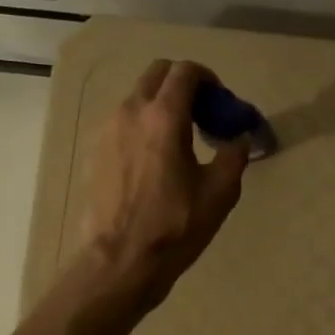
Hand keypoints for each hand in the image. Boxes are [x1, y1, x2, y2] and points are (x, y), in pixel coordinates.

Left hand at [82, 58, 249, 304]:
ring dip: (161, 107)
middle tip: (202, 116)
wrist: (119, 262)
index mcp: (163, 116)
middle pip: (157, 75)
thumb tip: (238, 140)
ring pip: (137, 99)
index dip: (208, 79)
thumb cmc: (175, 227)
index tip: (220, 103)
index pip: (185, 72)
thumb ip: (233, 156)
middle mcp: (130, 112)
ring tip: (179, 142)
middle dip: (183, 85)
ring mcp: (107, 131)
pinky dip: (142, 127)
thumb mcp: (219, 193)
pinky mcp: (95, 152)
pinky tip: (154, 162)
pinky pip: (122, 124)